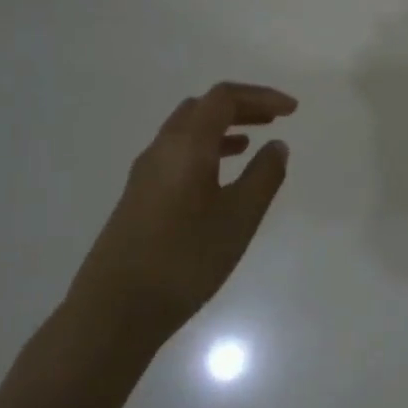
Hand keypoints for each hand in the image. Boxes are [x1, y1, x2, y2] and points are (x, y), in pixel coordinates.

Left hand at [66, 82, 296, 349]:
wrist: (114, 311)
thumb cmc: (185, 259)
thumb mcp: (239, 218)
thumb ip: (264, 176)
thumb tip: (276, 146)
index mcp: (186, 146)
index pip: (224, 98)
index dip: (261, 96)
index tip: (292, 111)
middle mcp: (161, 150)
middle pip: (202, 108)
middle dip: (241, 106)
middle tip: (274, 118)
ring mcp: (145, 174)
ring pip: (186, 131)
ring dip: (222, 127)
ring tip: (253, 142)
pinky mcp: (138, 197)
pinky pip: (177, 154)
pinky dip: (205, 149)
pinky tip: (220, 176)